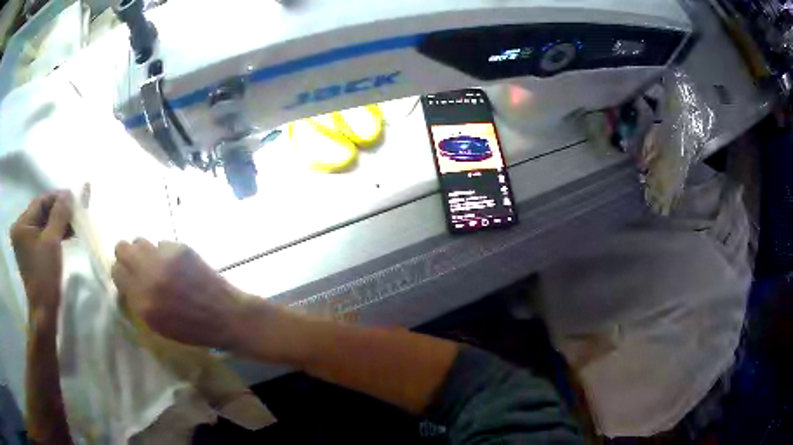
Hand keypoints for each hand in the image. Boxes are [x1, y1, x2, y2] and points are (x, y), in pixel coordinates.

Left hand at [10, 192, 72, 318]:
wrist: (44, 313)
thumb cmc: (45, 277)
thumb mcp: (52, 243)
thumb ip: (59, 215)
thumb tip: (69, 194)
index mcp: (21, 224)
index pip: (41, 202)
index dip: (58, 199)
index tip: (74, 199)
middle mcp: (20, 229)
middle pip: (41, 212)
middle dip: (58, 211)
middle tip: (75, 212)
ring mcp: (24, 242)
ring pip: (43, 223)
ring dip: (57, 222)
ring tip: (73, 223)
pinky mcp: (30, 252)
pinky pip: (42, 235)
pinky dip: (54, 233)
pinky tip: (66, 233)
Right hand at [111, 240, 260, 349]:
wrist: (225, 316)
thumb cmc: (192, 329)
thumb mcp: (157, 324)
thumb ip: (138, 301)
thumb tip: (128, 280)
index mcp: (142, 301)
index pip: (116, 272)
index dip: (121, 274)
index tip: (127, 277)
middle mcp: (149, 275)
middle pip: (122, 248)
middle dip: (126, 256)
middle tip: (137, 265)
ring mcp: (164, 258)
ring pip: (139, 240)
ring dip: (143, 251)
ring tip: (155, 263)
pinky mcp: (180, 248)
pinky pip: (161, 243)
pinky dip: (164, 252)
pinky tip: (175, 265)